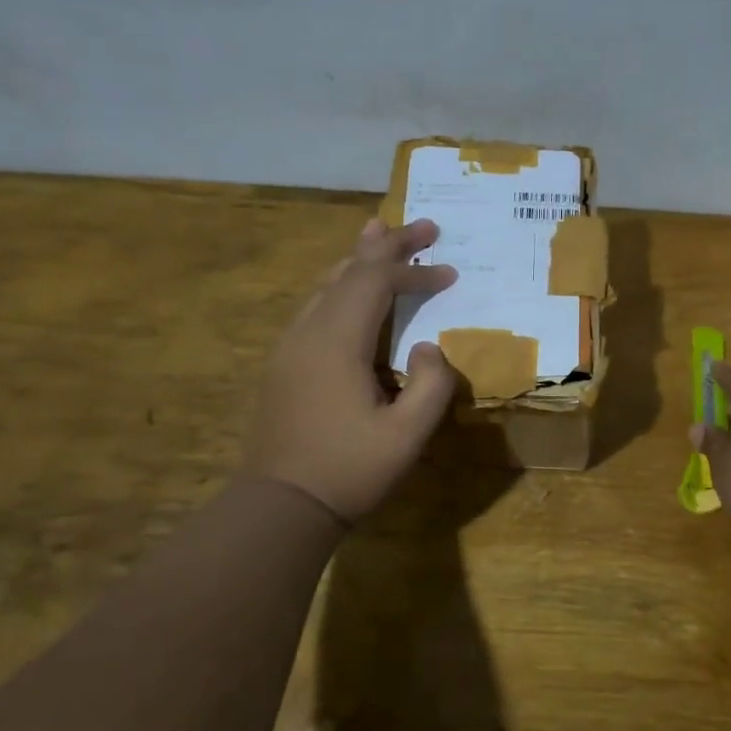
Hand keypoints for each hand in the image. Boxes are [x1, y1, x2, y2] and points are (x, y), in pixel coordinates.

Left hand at [245, 218, 459, 521]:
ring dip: (359, 260)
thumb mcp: (407, 436)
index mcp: (336, 342)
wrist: (281, 505)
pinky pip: (316, 306)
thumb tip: (429, 347)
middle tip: (423, 226)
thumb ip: (431, 385)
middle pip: (348, 271)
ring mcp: (290, 346)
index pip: (377, 283)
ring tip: (380, 234)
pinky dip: (342, 286)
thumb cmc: (348, 471)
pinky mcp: (285, 362)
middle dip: (387, 246)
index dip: (414, 271)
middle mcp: (308, 332)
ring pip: (326, 285)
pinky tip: (351, 290)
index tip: (450, 272)